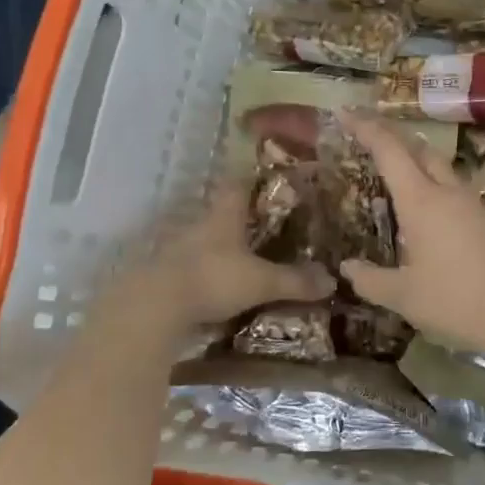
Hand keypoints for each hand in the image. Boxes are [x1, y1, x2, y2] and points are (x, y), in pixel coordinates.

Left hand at [118, 177, 333, 328]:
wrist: (152, 306)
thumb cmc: (213, 279)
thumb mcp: (261, 282)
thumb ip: (295, 281)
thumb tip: (332, 281)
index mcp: (224, 215)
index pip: (238, 184)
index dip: (252, 178)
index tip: (267, 178)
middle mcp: (199, 224)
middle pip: (220, 211)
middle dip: (239, 216)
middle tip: (262, 223)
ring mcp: (176, 248)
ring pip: (203, 238)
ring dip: (219, 245)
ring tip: (240, 257)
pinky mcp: (162, 272)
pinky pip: (188, 264)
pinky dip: (202, 269)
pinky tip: (213, 283)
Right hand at [337, 110, 484, 359]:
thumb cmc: (456, 301)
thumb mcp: (404, 297)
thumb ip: (372, 281)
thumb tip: (348, 268)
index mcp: (422, 202)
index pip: (389, 151)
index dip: (367, 128)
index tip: (347, 113)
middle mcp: (450, 193)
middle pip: (421, 150)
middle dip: (395, 138)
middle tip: (372, 138)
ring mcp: (477, 205)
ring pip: (445, 171)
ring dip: (420, 165)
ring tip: (401, 179)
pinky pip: (460, 195)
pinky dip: (440, 192)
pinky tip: (435, 220)